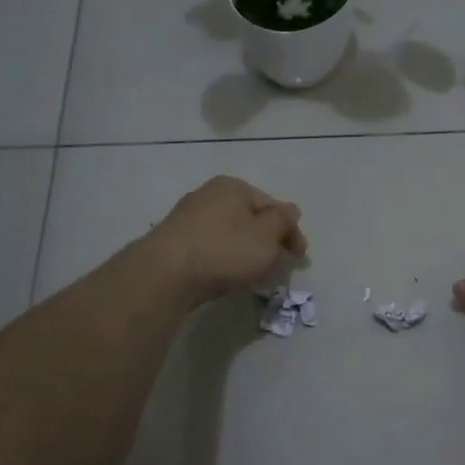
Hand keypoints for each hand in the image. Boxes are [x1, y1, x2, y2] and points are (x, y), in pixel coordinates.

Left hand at [144, 176, 307, 306]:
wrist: (165, 274)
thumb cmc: (224, 250)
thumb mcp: (267, 235)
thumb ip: (283, 221)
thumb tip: (290, 210)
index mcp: (233, 186)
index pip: (274, 206)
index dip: (292, 231)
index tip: (300, 257)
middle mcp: (208, 195)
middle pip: (250, 219)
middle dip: (268, 242)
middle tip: (278, 267)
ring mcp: (188, 219)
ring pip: (230, 235)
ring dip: (246, 253)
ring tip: (254, 276)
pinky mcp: (175, 243)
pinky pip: (211, 249)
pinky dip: (225, 261)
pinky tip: (227, 278)